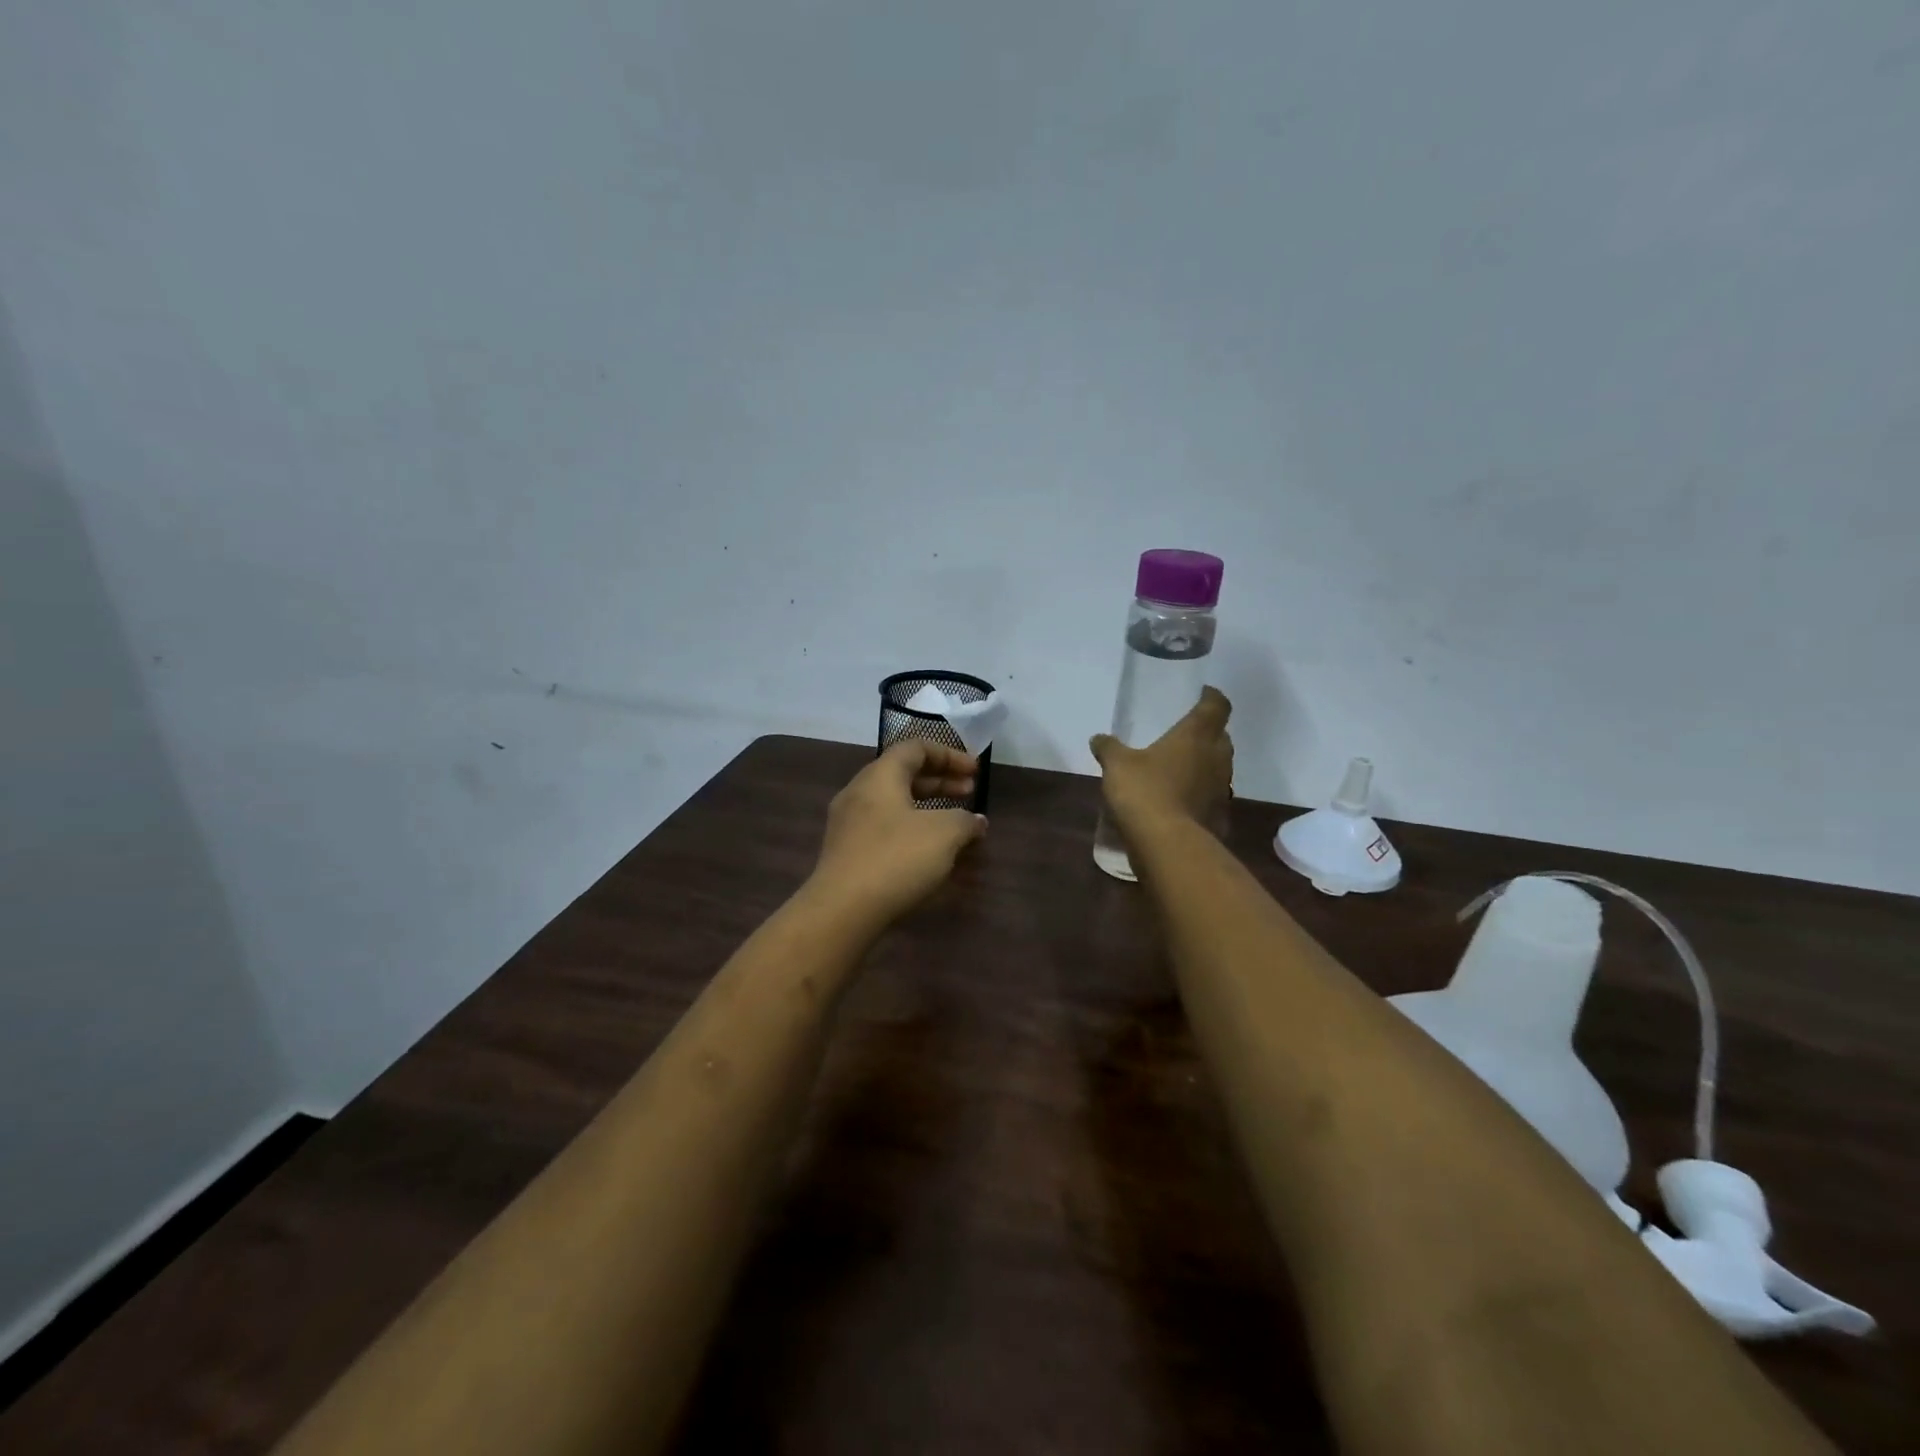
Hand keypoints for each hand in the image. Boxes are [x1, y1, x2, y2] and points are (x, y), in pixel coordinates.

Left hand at [807, 740, 988, 927]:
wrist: (843, 909)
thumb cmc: (896, 858)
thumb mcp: (944, 834)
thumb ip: (965, 821)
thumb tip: (977, 821)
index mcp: (880, 775)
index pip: (915, 747)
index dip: (949, 755)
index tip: (975, 772)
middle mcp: (860, 791)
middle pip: (904, 774)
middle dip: (940, 781)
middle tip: (970, 793)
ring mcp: (849, 823)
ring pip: (894, 802)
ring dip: (927, 807)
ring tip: (955, 823)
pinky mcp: (847, 851)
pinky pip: (884, 827)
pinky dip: (911, 828)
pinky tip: (929, 851)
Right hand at [1090, 686, 1234, 833]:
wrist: (1168, 844)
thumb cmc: (1145, 791)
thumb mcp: (1117, 765)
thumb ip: (1109, 748)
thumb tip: (1098, 738)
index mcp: (1196, 736)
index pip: (1216, 706)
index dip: (1212, 697)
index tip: (1204, 692)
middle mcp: (1216, 758)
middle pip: (1220, 737)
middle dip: (1208, 732)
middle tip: (1187, 732)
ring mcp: (1221, 789)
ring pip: (1218, 767)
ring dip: (1204, 764)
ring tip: (1180, 766)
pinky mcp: (1218, 816)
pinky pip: (1211, 797)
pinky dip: (1199, 793)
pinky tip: (1180, 799)